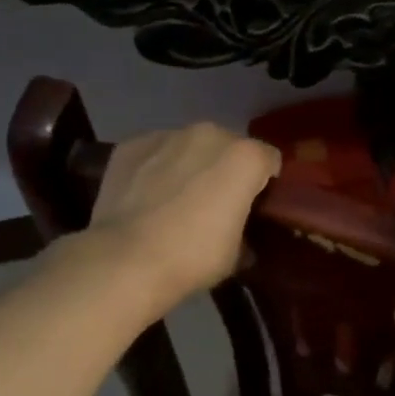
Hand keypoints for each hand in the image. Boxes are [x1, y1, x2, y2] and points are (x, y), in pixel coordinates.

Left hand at [88, 124, 280, 301]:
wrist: (125, 260)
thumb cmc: (192, 257)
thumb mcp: (236, 254)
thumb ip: (245, 231)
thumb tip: (240, 238)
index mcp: (245, 157)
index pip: (269, 160)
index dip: (264, 183)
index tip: (254, 206)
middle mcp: (210, 134)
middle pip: (228, 147)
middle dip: (225, 169)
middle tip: (213, 204)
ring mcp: (168, 135)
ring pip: (189, 146)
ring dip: (189, 165)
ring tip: (174, 199)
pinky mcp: (132, 144)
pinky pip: (154, 152)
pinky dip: (154, 167)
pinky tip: (145, 196)